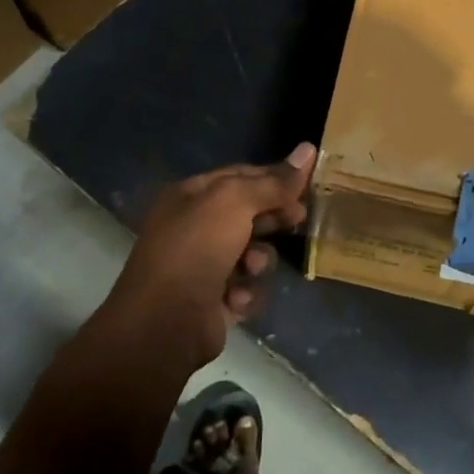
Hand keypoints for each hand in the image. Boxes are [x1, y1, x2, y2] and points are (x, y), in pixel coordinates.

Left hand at [109, 144, 316, 368]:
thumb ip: (273, 181)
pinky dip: (245, 293)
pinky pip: (244, 288)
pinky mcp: (211, 302)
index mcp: (190, 196)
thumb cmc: (196, 248)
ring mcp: (201, 266)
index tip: (306, 185)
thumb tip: (308, 149)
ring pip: (250, 253)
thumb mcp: (235, 202)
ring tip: (251, 269)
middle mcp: (193, 227)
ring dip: (259, 260)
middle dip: (272, 218)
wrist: (164, 324)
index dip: (274, 178)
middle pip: (247, 213)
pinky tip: (237, 299)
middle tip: (298, 219)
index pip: (240, 176)